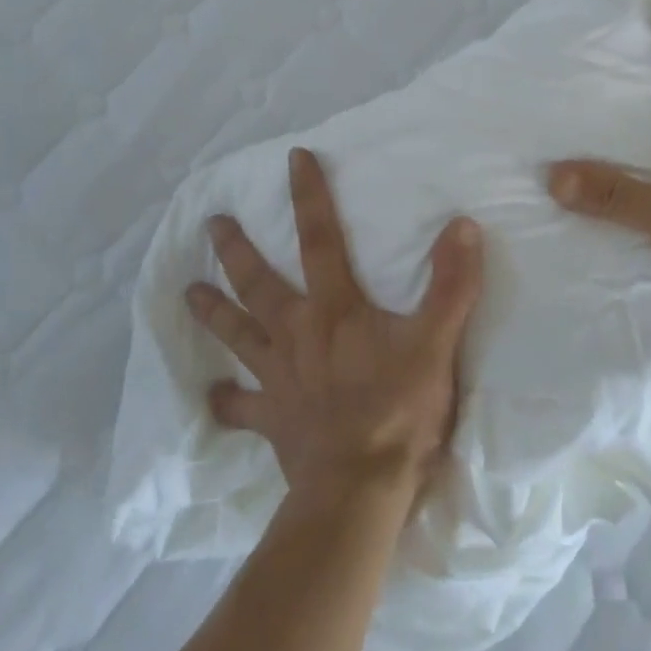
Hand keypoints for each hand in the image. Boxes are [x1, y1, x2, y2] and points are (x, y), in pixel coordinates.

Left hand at [187, 148, 483, 506]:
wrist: (359, 492)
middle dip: (236, 250)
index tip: (294, 158)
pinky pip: (240, 409)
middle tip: (212, 223)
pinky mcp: (272, 420)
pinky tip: (209, 398)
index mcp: (334, 308)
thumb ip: (450, 284)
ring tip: (188, 292)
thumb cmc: (399, 411)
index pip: (320, 238)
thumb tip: (462, 225)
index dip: (309, 195)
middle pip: (258, 283)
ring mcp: (278, 378)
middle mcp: (297, 334)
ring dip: (213, 312)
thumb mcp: (435, 342)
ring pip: (238, 335)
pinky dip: (225, 402)